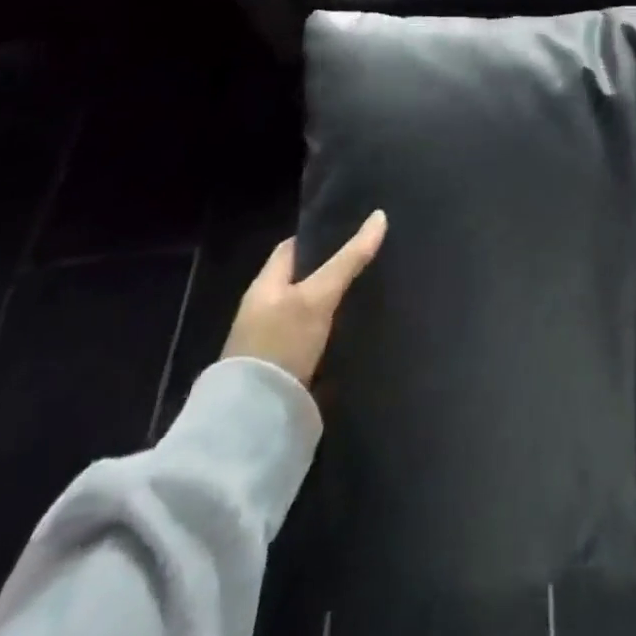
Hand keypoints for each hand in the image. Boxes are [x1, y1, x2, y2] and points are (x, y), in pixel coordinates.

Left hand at [222, 211, 386, 385]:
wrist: (255, 419)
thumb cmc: (281, 343)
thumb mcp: (318, 296)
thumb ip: (349, 259)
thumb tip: (380, 216)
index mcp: (264, 285)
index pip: (292, 248)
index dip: (321, 236)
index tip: (353, 229)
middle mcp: (265, 309)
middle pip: (304, 278)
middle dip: (333, 268)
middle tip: (371, 257)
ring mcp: (274, 340)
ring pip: (310, 308)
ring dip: (334, 300)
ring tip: (371, 288)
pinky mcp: (287, 367)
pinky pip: (314, 335)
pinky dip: (333, 327)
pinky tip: (356, 325)